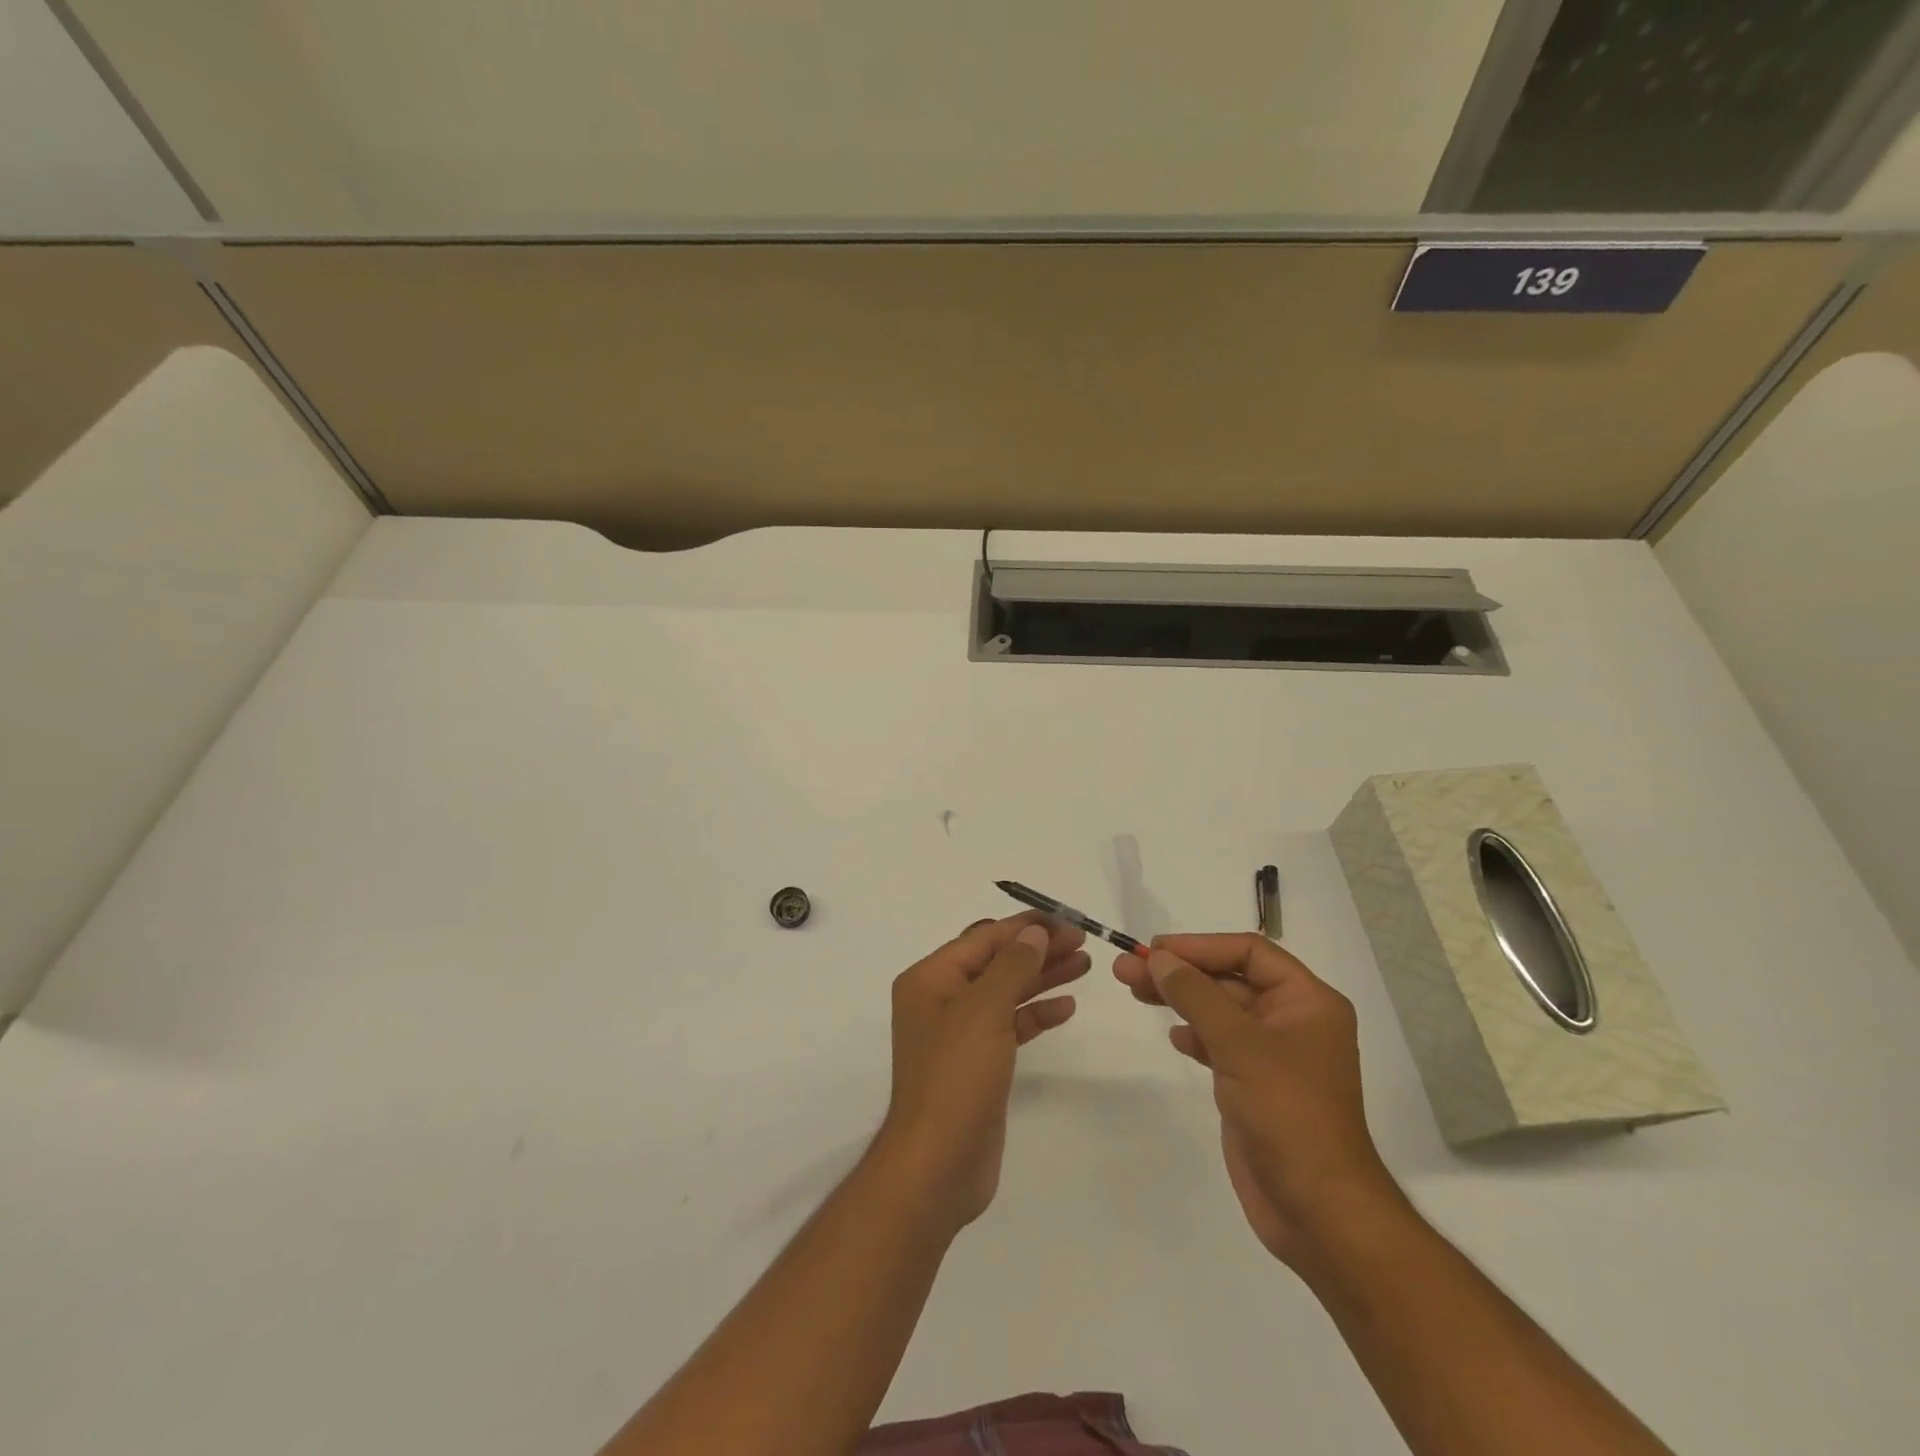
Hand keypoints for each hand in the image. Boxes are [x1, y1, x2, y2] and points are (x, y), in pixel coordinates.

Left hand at [875, 913, 1089, 1231]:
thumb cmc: (955, 1076)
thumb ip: (1011, 966)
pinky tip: (1067, 1006)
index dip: (1024, 927)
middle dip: (1037, 949)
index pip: (983, 938)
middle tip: (1082, 940)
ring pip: (1006, 992)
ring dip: (1042, 977)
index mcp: (930, 979)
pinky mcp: (978, 1063)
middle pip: (996, 962)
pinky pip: (1010, 1025)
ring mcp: (960, 1033)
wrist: (938, 1165)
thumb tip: (1033, 932)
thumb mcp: (984, 1010)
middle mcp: (941, 999)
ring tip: (1084, 964)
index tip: (1065, 919)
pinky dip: (1036, 1013)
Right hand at [1114, 933, 1400, 1266]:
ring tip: (1134, 991)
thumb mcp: (1239, 1044)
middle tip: (1127, 968)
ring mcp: (1274, 1054)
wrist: (1316, 1209)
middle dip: (1180, 972)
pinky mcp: (1255, 1084)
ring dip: (1179, 999)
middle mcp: (1294, 1020)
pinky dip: (1195, 1034)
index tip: (1155, 950)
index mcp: (1308, 1001)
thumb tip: (1159, 958)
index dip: (1200, 946)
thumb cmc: (1287, 1112)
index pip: (1249, 952)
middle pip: (1229, 978)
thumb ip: (1196, 994)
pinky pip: (1220, 1043)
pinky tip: (1174, 1037)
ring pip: (1219, 1010)